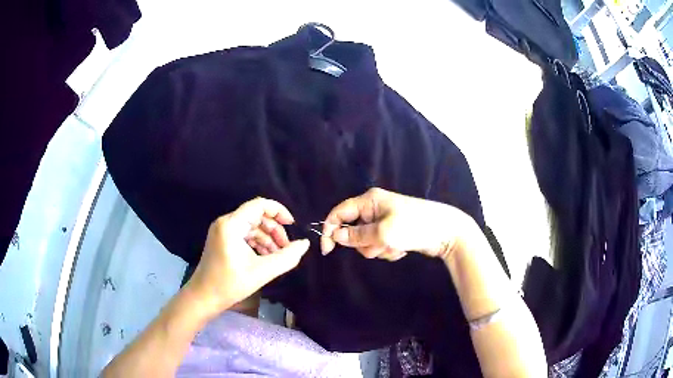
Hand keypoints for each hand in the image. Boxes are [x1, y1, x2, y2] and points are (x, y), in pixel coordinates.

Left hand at [186, 198, 309, 318]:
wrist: (204, 298)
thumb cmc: (230, 284)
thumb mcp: (262, 272)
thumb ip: (287, 257)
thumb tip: (305, 244)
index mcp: (231, 225)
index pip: (259, 205)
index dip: (278, 211)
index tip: (292, 225)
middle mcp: (226, 223)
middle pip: (256, 216)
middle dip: (274, 230)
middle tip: (287, 248)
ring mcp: (223, 232)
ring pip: (252, 227)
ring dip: (268, 238)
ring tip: (279, 256)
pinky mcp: (222, 241)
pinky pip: (245, 235)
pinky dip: (258, 243)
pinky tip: (267, 257)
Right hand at [320, 188, 477, 260]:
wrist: (446, 232)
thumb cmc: (414, 226)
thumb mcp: (383, 232)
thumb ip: (357, 235)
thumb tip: (336, 235)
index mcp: (369, 201)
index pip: (339, 213)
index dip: (330, 229)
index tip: (328, 250)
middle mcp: (374, 210)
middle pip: (353, 231)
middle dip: (365, 243)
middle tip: (381, 243)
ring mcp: (384, 222)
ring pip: (367, 242)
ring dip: (379, 249)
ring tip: (397, 245)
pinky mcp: (393, 234)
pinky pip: (380, 246)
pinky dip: (389, 250)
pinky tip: (403, 248)